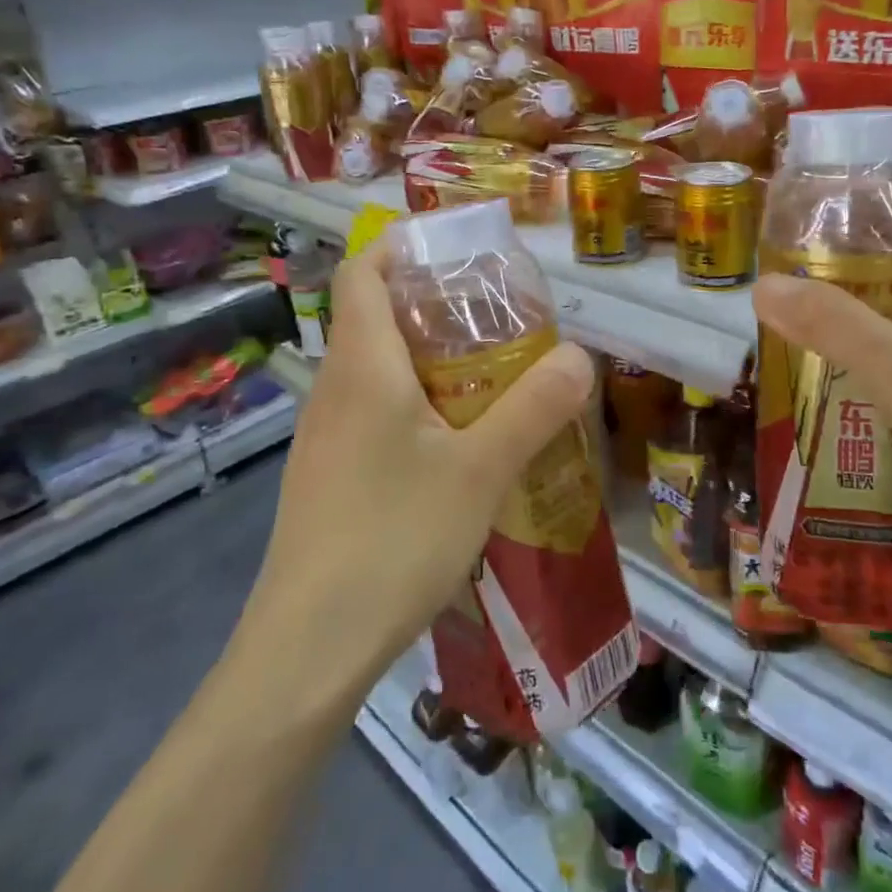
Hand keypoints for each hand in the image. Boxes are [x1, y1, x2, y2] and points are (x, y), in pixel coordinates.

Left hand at [246, 248, 594, 691]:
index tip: (456, 250)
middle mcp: (334, 388)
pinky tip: (455, 442)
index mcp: (362, 365)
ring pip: (373, 367)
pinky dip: (412, 402)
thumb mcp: (480, 471)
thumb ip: (534, 409)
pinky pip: (371, 411)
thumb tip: (581, 357)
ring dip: (425, 357)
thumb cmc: (393, 539)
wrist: (309, 646)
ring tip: (488, 374)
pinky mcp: (328, 474)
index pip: (363, 271)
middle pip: (372, 315)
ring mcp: (324, 434)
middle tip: (496, 317)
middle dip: (431, 302)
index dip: (401, 246)